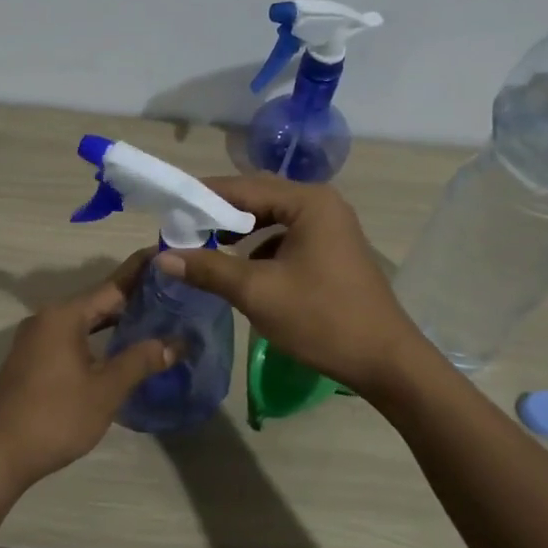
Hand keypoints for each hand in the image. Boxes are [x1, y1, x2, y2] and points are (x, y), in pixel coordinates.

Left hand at [0, 251, 179, 492]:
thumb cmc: (55, 417)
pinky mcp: (32, 360)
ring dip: (116, 320)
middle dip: (134, 298)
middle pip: (98, 301)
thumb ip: (141, 360)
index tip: (169, 256)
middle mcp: (47, 318)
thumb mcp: (105, 390)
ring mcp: (36, 340)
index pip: (113, 285)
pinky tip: (120, 348)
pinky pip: (72, 337)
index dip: (143, 272)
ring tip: (155, 318)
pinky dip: (98, 337)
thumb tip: (177, 343)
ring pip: (84, 321)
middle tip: (174, 294)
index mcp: (64, 316)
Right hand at [154, 176, 423, 396]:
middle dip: (218, 215)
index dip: (203, 198)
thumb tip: (163, 257)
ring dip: (238, 233)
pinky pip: (285, 238)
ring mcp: (330, 227)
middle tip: (180, 230)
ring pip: (271, 220)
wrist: (384, 360)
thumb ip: (209, 269)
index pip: (243, 188)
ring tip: (203, 248)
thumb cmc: (321, 318)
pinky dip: (258, 248)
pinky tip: (239, 268)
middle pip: (258, 198)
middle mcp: (321, 204)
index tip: (168, 210)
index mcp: (308, 202)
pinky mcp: (330, 251)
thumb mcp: (258, 292)